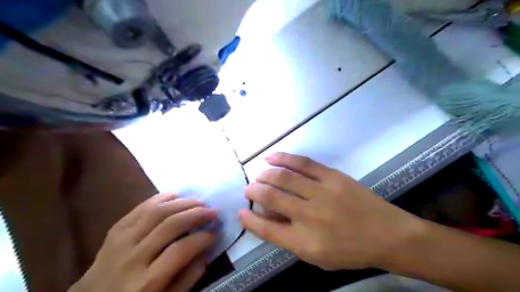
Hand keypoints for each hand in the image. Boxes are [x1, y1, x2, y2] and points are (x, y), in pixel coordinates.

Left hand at [69, 194, 216, 291]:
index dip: (201, 238)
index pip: (180, 251)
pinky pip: (141, 207)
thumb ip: (187, 279)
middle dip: (196, 214)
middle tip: (212, 211)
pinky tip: (176, 195)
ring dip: (182, 203)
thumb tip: (206, 252)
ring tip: (199, 201)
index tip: (214, 233)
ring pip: (157, 211)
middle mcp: (132, 257)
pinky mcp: (116, 229)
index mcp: (145, 282)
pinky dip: (161, 198)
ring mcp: (121, 240)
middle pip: (169, 225)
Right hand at [238, 154, 421, 269]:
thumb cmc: (350, 250)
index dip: (250, 220)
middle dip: (254, 191)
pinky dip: (284, 158)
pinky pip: (303, 163)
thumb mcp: (317, 257)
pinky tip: (272, 157)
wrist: (387, 234)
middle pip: (271, 198)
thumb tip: (268, 218)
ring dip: (265, 175)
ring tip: (259, 175)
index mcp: (305, 242)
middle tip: (249, 189)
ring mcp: (322, 192)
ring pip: (284, 178)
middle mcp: (309, 216)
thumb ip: (290, 239)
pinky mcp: (332, 176)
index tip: (242, 212)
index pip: (267, 230)